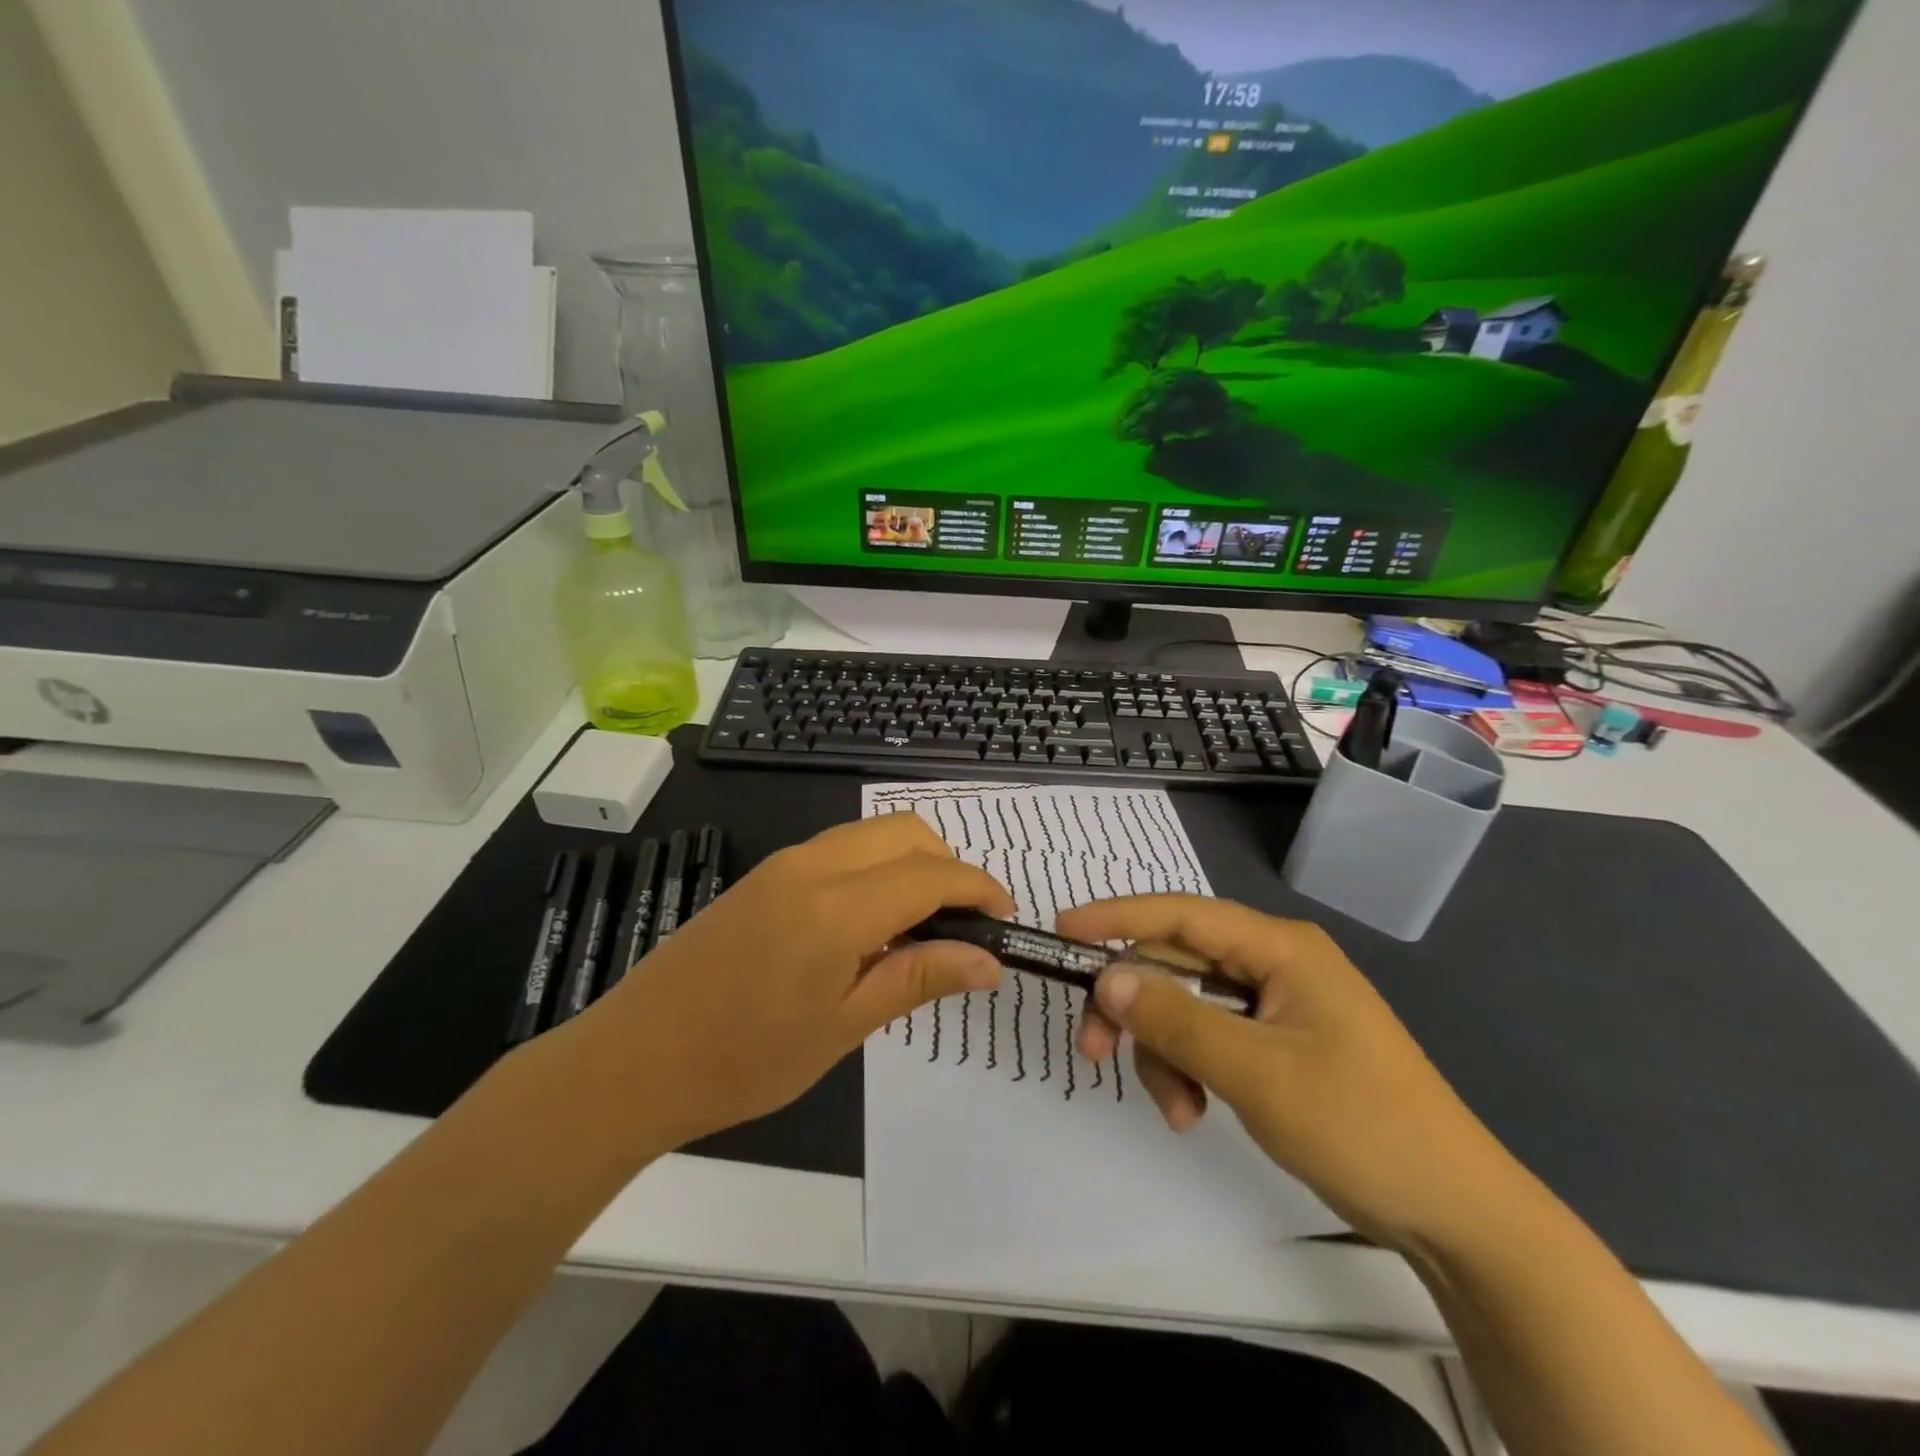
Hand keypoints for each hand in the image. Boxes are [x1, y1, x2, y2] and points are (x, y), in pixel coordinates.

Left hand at [588, 815, 1011, 1148]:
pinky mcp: (764, 875)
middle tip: (964, 925)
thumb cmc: (743, 1059)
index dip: (978, 888)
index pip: (931, 874)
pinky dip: (875, 869)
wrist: (633, 1061)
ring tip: (921, 928)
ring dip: (911, 864)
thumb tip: (989, 960)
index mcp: (836, 906)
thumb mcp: (842, 1027)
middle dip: (948, 866)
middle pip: (905, 832)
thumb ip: (918, 979)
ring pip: (872, 835)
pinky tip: (870, 924)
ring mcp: (783, 864)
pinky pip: (840, 850)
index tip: (1005, 918)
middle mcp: (812, 865)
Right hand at [1059, 896, 1524, 1253]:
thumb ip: (1176, 1019)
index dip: (1118, 917)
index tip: (1063, 931)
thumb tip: (1106, 976)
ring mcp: (1277, 1006)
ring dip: (1164, 1051)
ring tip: (1175, 1110)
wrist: (1455, 1214)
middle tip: (1093, 1048)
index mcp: (1280, 948)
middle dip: (1136, 1006)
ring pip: (1188, 1006)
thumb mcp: (1256, 1073)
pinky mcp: (1277, 1044)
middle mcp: (1275, 964)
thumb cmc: (1361, 1126)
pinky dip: (1189, 1069)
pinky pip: (1210, 1038)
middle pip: (1178, 963)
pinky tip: (1192, 1111)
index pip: (1182, 913)